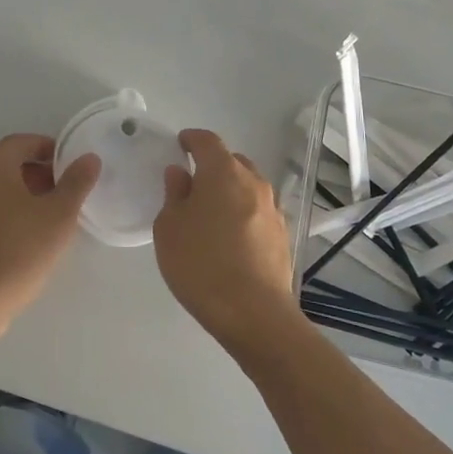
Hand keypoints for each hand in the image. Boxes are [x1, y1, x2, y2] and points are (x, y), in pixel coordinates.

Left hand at [0, 133, 99, 324]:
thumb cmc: (20, 248)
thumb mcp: (59, 214)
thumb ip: (76, 182)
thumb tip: (89, 158)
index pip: (21, 142)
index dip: (48, 148)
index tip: (69, 164)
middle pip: (7, 163)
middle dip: (37, 172)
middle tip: (64, 189)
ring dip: (23, 193)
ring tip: (50, 214)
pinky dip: (8, 211)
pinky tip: (27, 235)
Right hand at [153, 129, 301, 359]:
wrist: (254, 314)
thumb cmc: (201, 264)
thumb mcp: (169, 227)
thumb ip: (174, 194)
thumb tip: (180, 173)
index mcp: (223, 172)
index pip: (207, 141)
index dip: (192, 139)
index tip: (180, 143)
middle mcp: (253, 182)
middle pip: (232, 161)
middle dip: (212, 165)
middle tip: (192, 183)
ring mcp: (273, 209)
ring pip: (248, 187)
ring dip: (230, 191)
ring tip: (211, 213)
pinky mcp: (282, 236)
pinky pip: (258, 212)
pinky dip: (243, 214)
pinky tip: (230, 237)